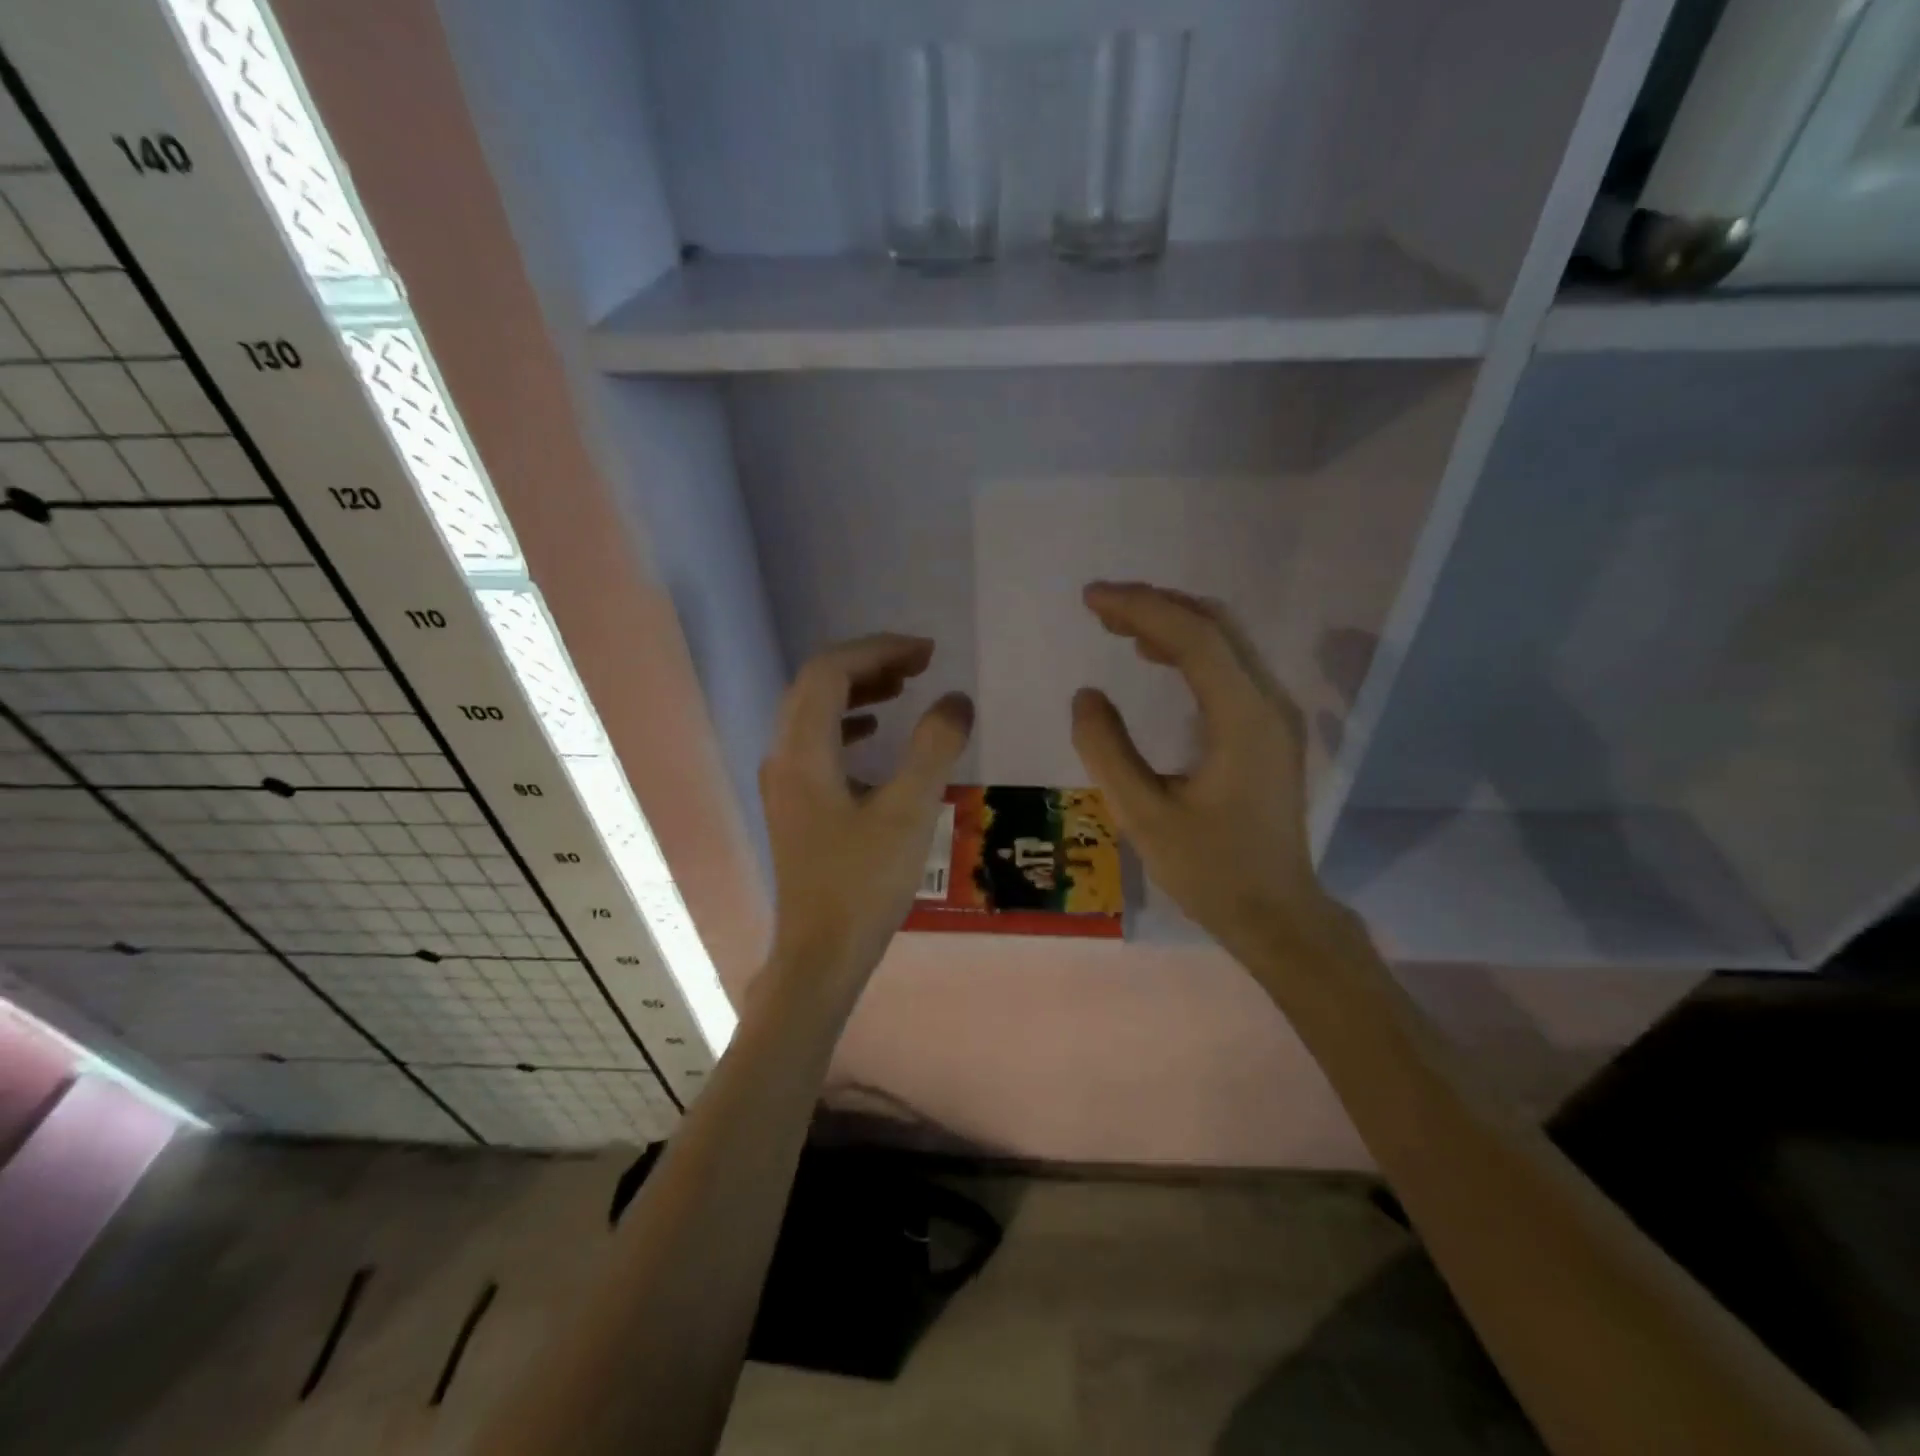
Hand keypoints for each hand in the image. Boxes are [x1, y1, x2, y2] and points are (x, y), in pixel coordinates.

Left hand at [761, 635, 972, 985]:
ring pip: (813, 711)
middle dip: (868, 663)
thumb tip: (956, 699)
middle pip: (817, 684)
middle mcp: (783, 756)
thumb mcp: (909, 813)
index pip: (831, 671)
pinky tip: (876, 735)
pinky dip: (848, 724)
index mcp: (803, 751)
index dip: (879, 650)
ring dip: (857, 690)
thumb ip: (934, 748)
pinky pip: (817, 741)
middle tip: (919, 663)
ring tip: (903, 687)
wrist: (821, 954)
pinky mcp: (794, 803)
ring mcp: (784, 781)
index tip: (926, 653)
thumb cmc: (864, 885)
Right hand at [1070, 582, 1348, 971]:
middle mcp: (1268, 704)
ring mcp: (1274, 716)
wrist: (1276, 913)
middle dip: (1156, 604)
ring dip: (1171, 622)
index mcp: (1243, 720)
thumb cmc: (1210, 871)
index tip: (1091, 599)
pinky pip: (1228, 668)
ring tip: (1116, 623)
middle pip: (1216, 626)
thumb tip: (1087, 695)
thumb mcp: (1144, 816)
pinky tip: (1154, 655)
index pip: (1194, 638)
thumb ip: (1108, 751)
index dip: (1141, 608)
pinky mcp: (1268, 730)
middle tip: (1099, 604)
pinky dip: (1188, 649)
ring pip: (1225, 642)